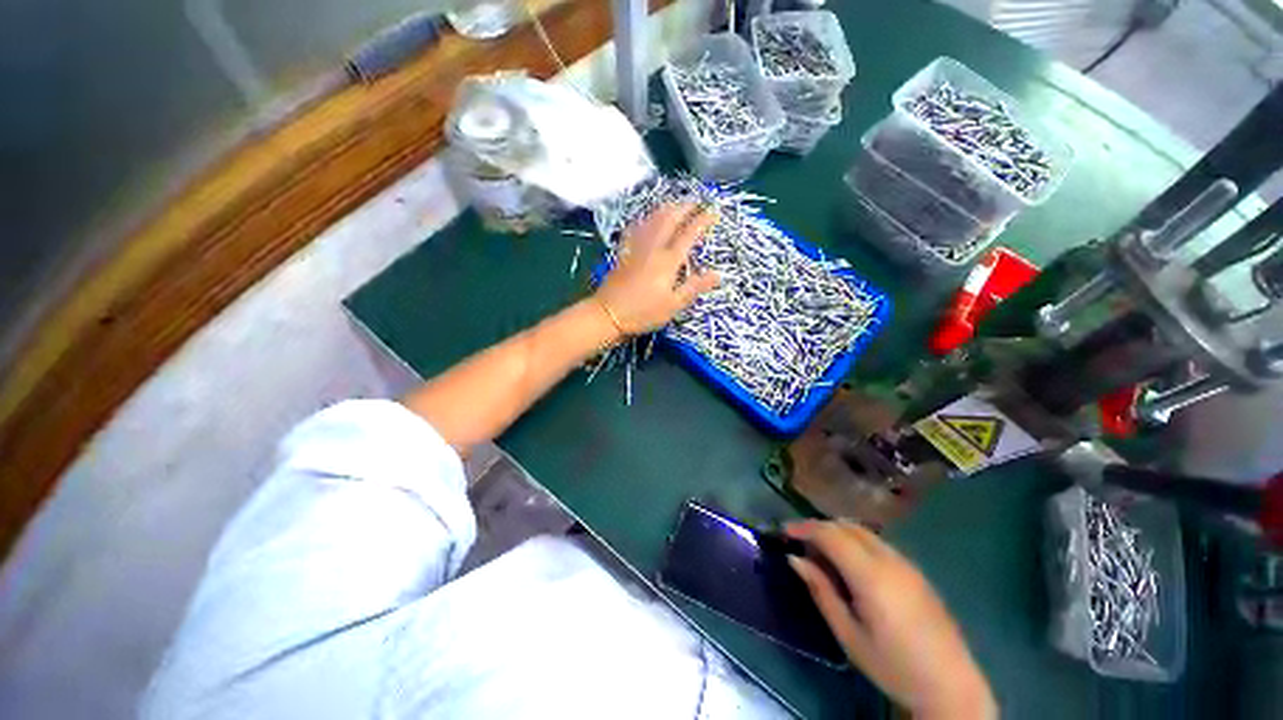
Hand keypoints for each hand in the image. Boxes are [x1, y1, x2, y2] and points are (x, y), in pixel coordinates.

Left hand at [595, 202, 719, 334]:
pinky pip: (634, 230)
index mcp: (667, 261)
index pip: (688, 234)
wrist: (607, 314)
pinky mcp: (623, 253)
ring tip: (675, 204)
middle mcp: (652, 248)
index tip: (714, 212)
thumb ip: (695, 287)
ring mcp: (635, 248)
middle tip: (696, 201)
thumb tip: (718, 274)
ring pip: (651, 220)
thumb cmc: (643, 313)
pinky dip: (643, 220)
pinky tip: (644, 219)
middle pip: (669, 219)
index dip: (702, 221)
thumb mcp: (673, 305)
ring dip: (666, 209)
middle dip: (684, 207)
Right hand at [786, 521, 996, 719]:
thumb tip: (794, 559)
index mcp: (870, 575)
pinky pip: (878, 542)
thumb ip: (821, 591)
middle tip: (800, 542)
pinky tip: (851, 564)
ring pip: (863, 531)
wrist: (951, 685)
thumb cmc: (892, 665)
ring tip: (822, 553)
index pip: (830, 534)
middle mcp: (889, 559)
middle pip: (846, 526)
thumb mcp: (848, 634)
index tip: (784, 531)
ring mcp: (906, 563)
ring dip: (837, 532)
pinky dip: (856, 541)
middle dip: (819, 527)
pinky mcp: (916, 571)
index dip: (804, 527)